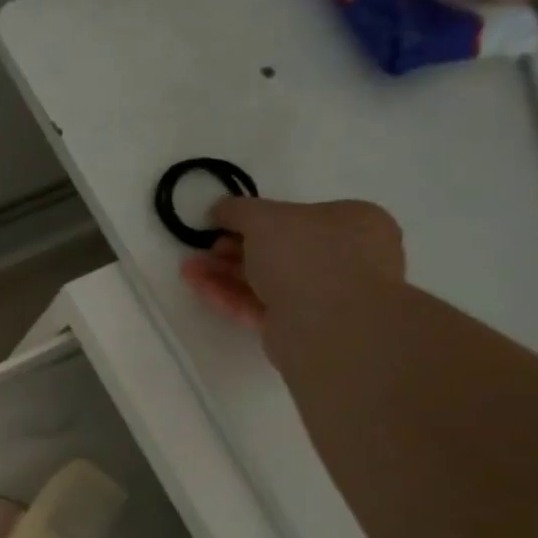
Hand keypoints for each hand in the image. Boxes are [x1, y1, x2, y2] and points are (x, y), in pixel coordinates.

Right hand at [179, 197, 404, 329]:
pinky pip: (257, 305)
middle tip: (203, 247)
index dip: (255, 218)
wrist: (330, 326)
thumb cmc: (308, 256)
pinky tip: (197, 286)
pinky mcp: (296, 327)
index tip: (221, 223)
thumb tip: (219, 209)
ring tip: (187, 268)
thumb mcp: (266, 218)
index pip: (297, 216)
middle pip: (276, 249)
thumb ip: (238, 210)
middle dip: (233, 247)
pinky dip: (227, 295)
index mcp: (350, 223)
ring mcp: (320, 296)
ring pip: (263, 279)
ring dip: (223, 272)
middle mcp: (341, 258)